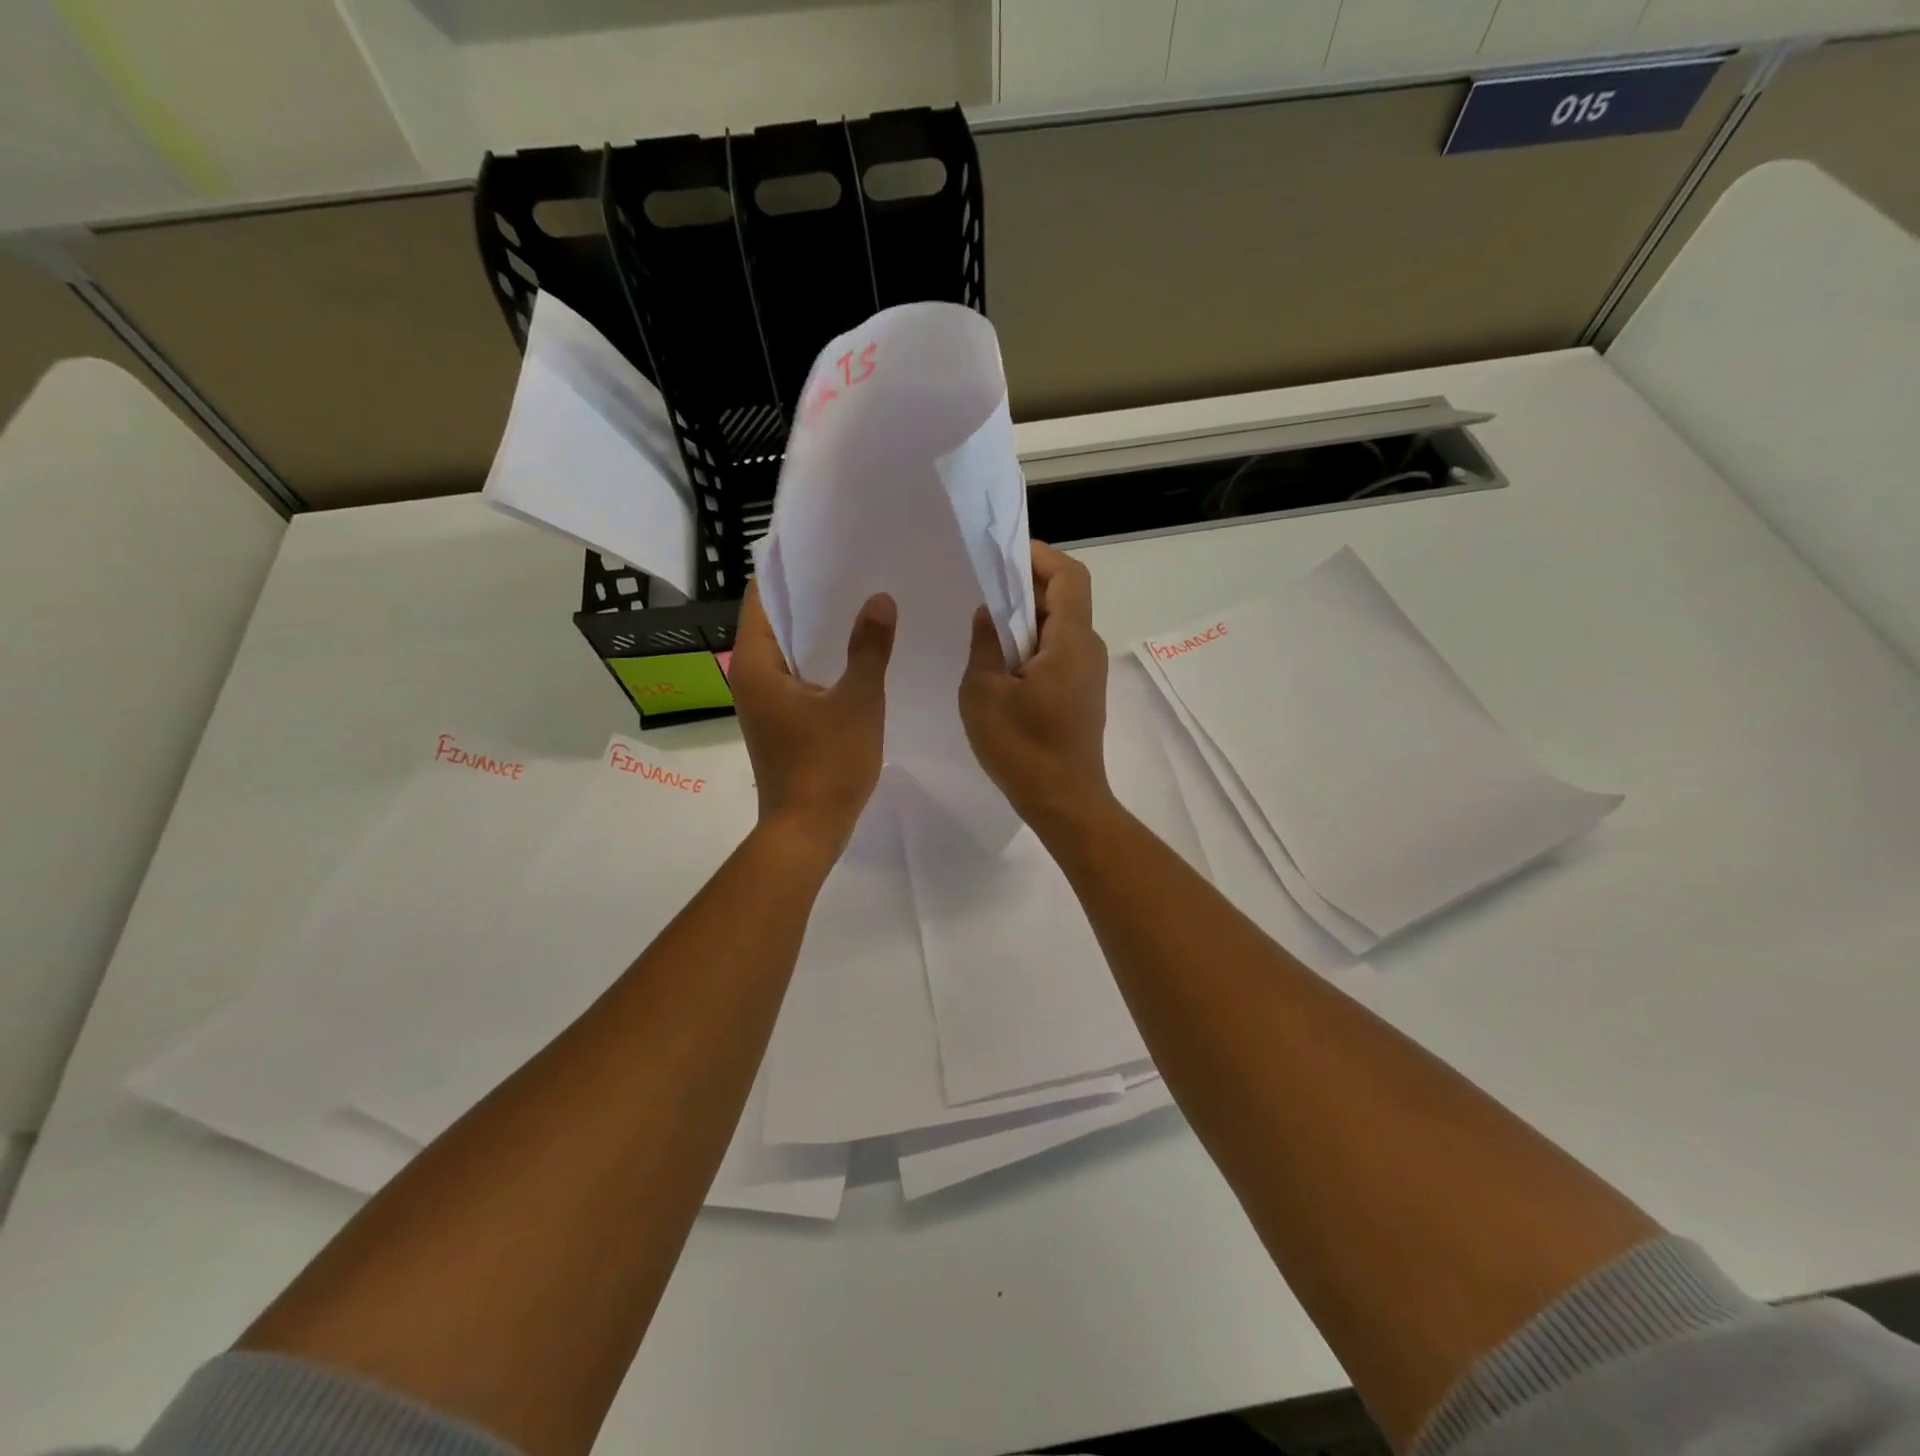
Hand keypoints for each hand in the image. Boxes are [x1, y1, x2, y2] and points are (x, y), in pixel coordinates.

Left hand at [730, 582, 896, 856]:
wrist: (807, 831)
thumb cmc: (827, 765)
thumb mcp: (857, 702)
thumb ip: (869, 649)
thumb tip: (879, 600)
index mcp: (756, 666)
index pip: (761, 600)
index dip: (787, 570)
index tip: (819, 546)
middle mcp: (750, 679)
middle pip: (774, 622)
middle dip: (808, 597)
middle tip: (849, 569)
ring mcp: (763, 703)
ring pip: (788, 651)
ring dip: (817, 630)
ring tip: (857, 601)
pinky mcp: (780, 722)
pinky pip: (797, 676)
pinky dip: (820, 660)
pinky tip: (855, 653)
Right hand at [959, 542, 1113, 835]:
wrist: (1064, 803)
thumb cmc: (1022, 747)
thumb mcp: (983, 692)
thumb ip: (984, 644)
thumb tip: (988, 615)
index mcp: (1070, 640)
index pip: (1069, 575)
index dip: (1038, 557)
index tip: (1001, 556)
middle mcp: (1087, 649)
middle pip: (1064, 598)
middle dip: (1025, 587)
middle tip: (981, 590)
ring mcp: (1088, 674)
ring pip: (1059, 627)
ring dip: (1025, 619)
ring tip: (985, 627)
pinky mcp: (1081, 695)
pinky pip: (1058, 653)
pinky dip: (1031, 645)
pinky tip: (1001, 664)